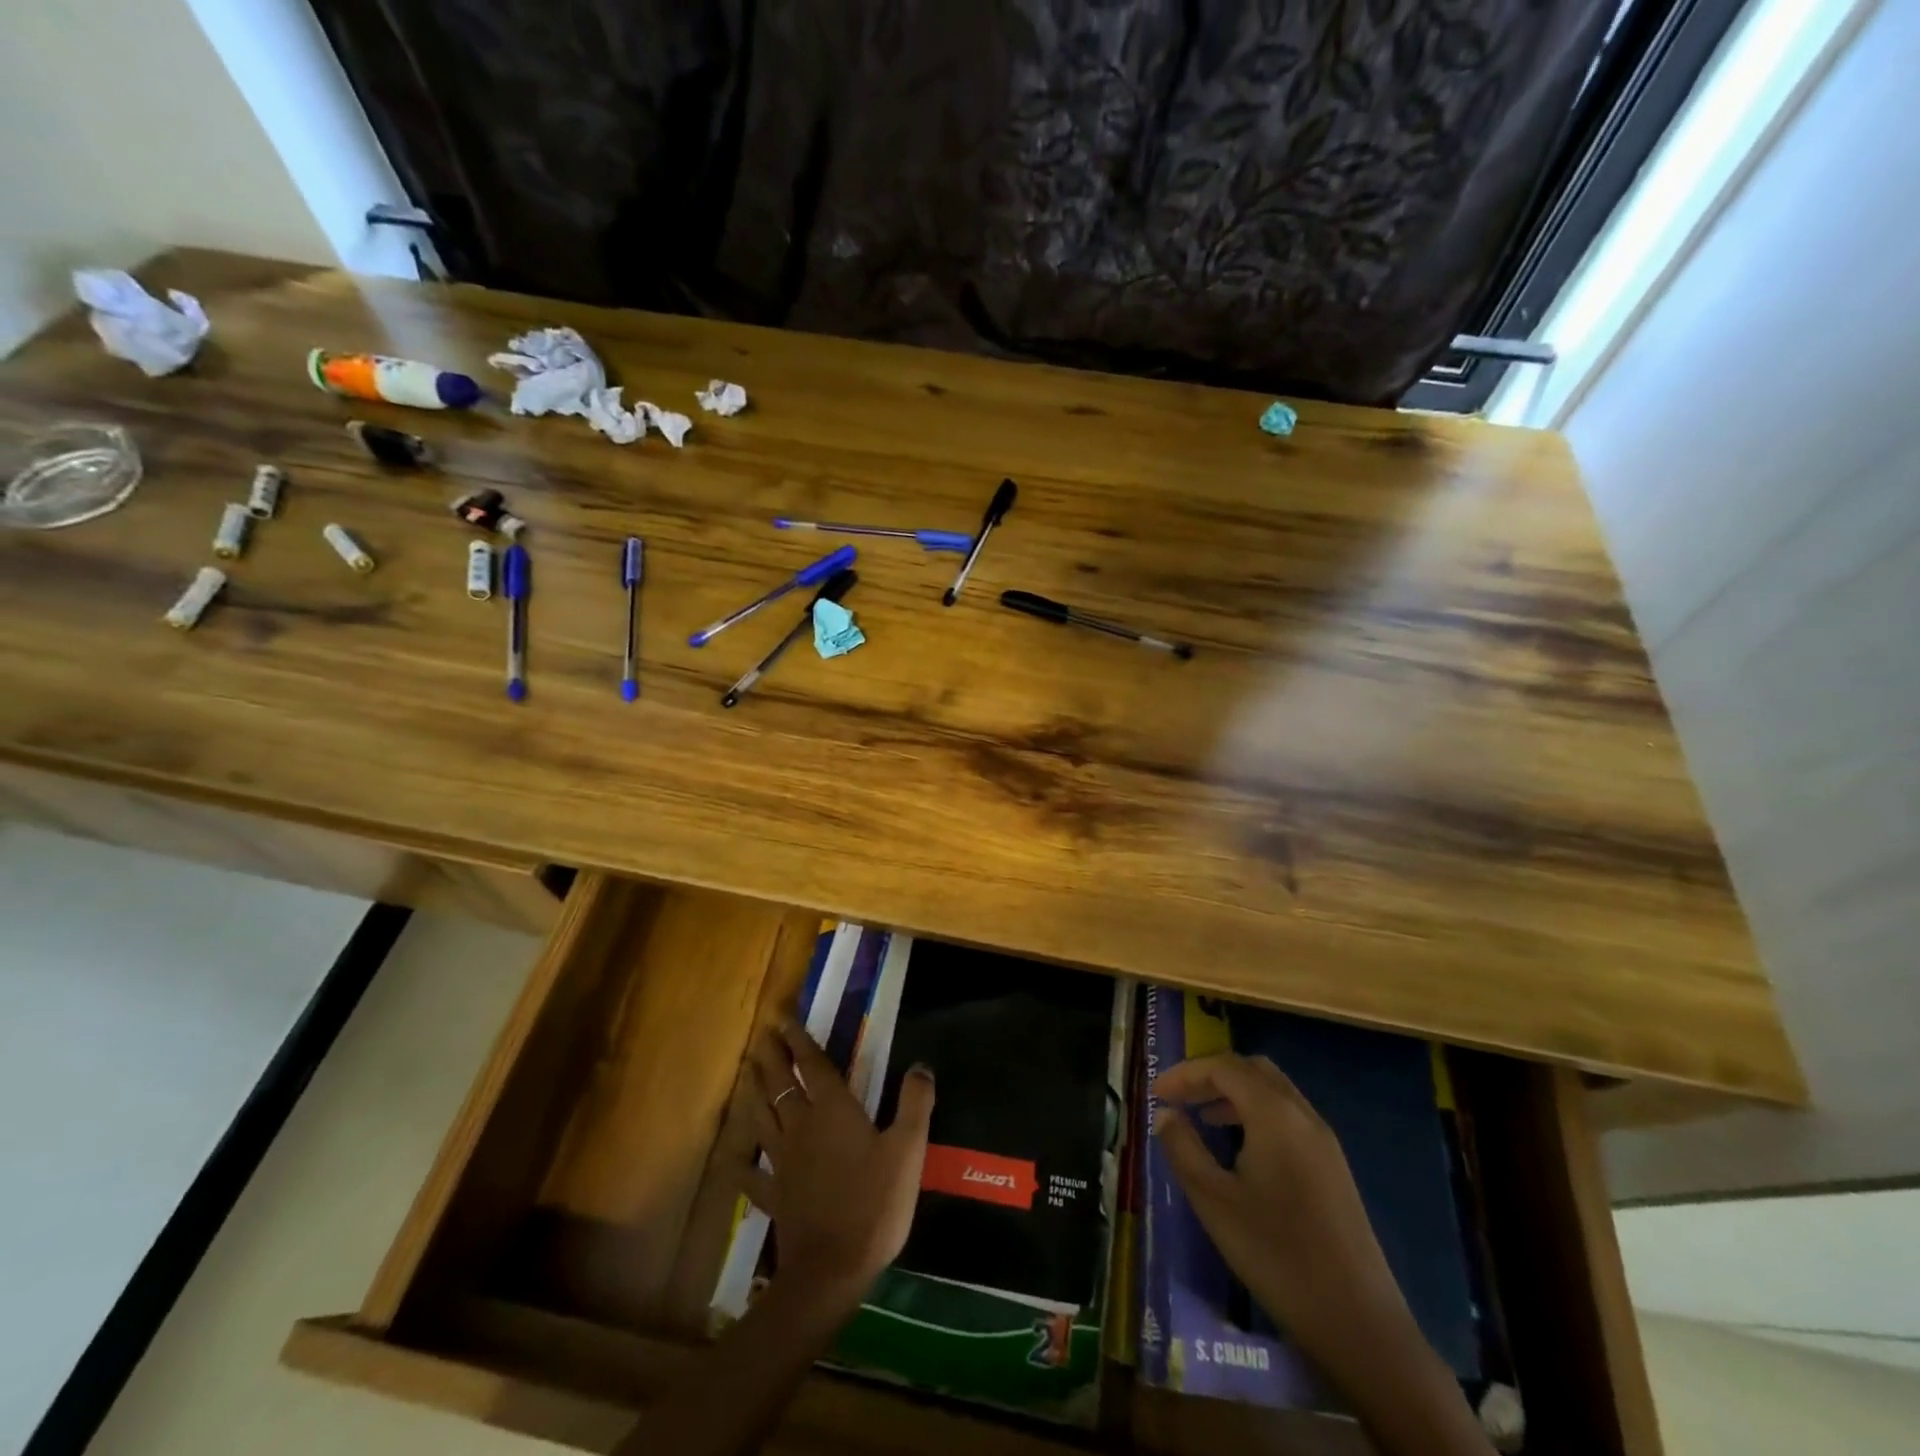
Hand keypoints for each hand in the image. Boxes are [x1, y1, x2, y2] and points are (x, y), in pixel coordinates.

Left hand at [744, 1019, 934, 1307]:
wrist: (832, 1269)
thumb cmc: (874, 1203)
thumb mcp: (908, 1149)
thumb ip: (914, 1104)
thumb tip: (921, 1066)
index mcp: (833, 1111)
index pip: (813, 1067)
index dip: (800, 1042)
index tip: (785, 1020)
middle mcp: (802, 1127)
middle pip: (782, 1086)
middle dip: (773, 1058)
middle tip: (763, 1037)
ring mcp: (783, 1163)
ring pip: (762, 1119)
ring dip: (754, 1094)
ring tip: (746, 1074)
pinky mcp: (775, 1196)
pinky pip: (753, 1175)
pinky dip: (742, 1164)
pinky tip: (734, 1160)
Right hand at [1151, 1052, 1412, 1380]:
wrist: (1358, 1322)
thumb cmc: (1276, 1254)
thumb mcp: (1214, 1201)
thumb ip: (1183, 1148)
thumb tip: (1164, 1114)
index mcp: (1274, 1114)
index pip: (1222, 1067)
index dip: (1185, 1073)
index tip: (1155, 1093)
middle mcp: (1302, 1114)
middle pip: (1251, 1069)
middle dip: (1211, 1076)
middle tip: (1179, 1098)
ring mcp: (1324, 1140)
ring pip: (1273, 1091)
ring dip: (1234, 1093)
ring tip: (1202, 1118)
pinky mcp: (1333, 1166)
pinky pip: (1288, 1116)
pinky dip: (1257, 1113)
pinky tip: (1240, 1148)